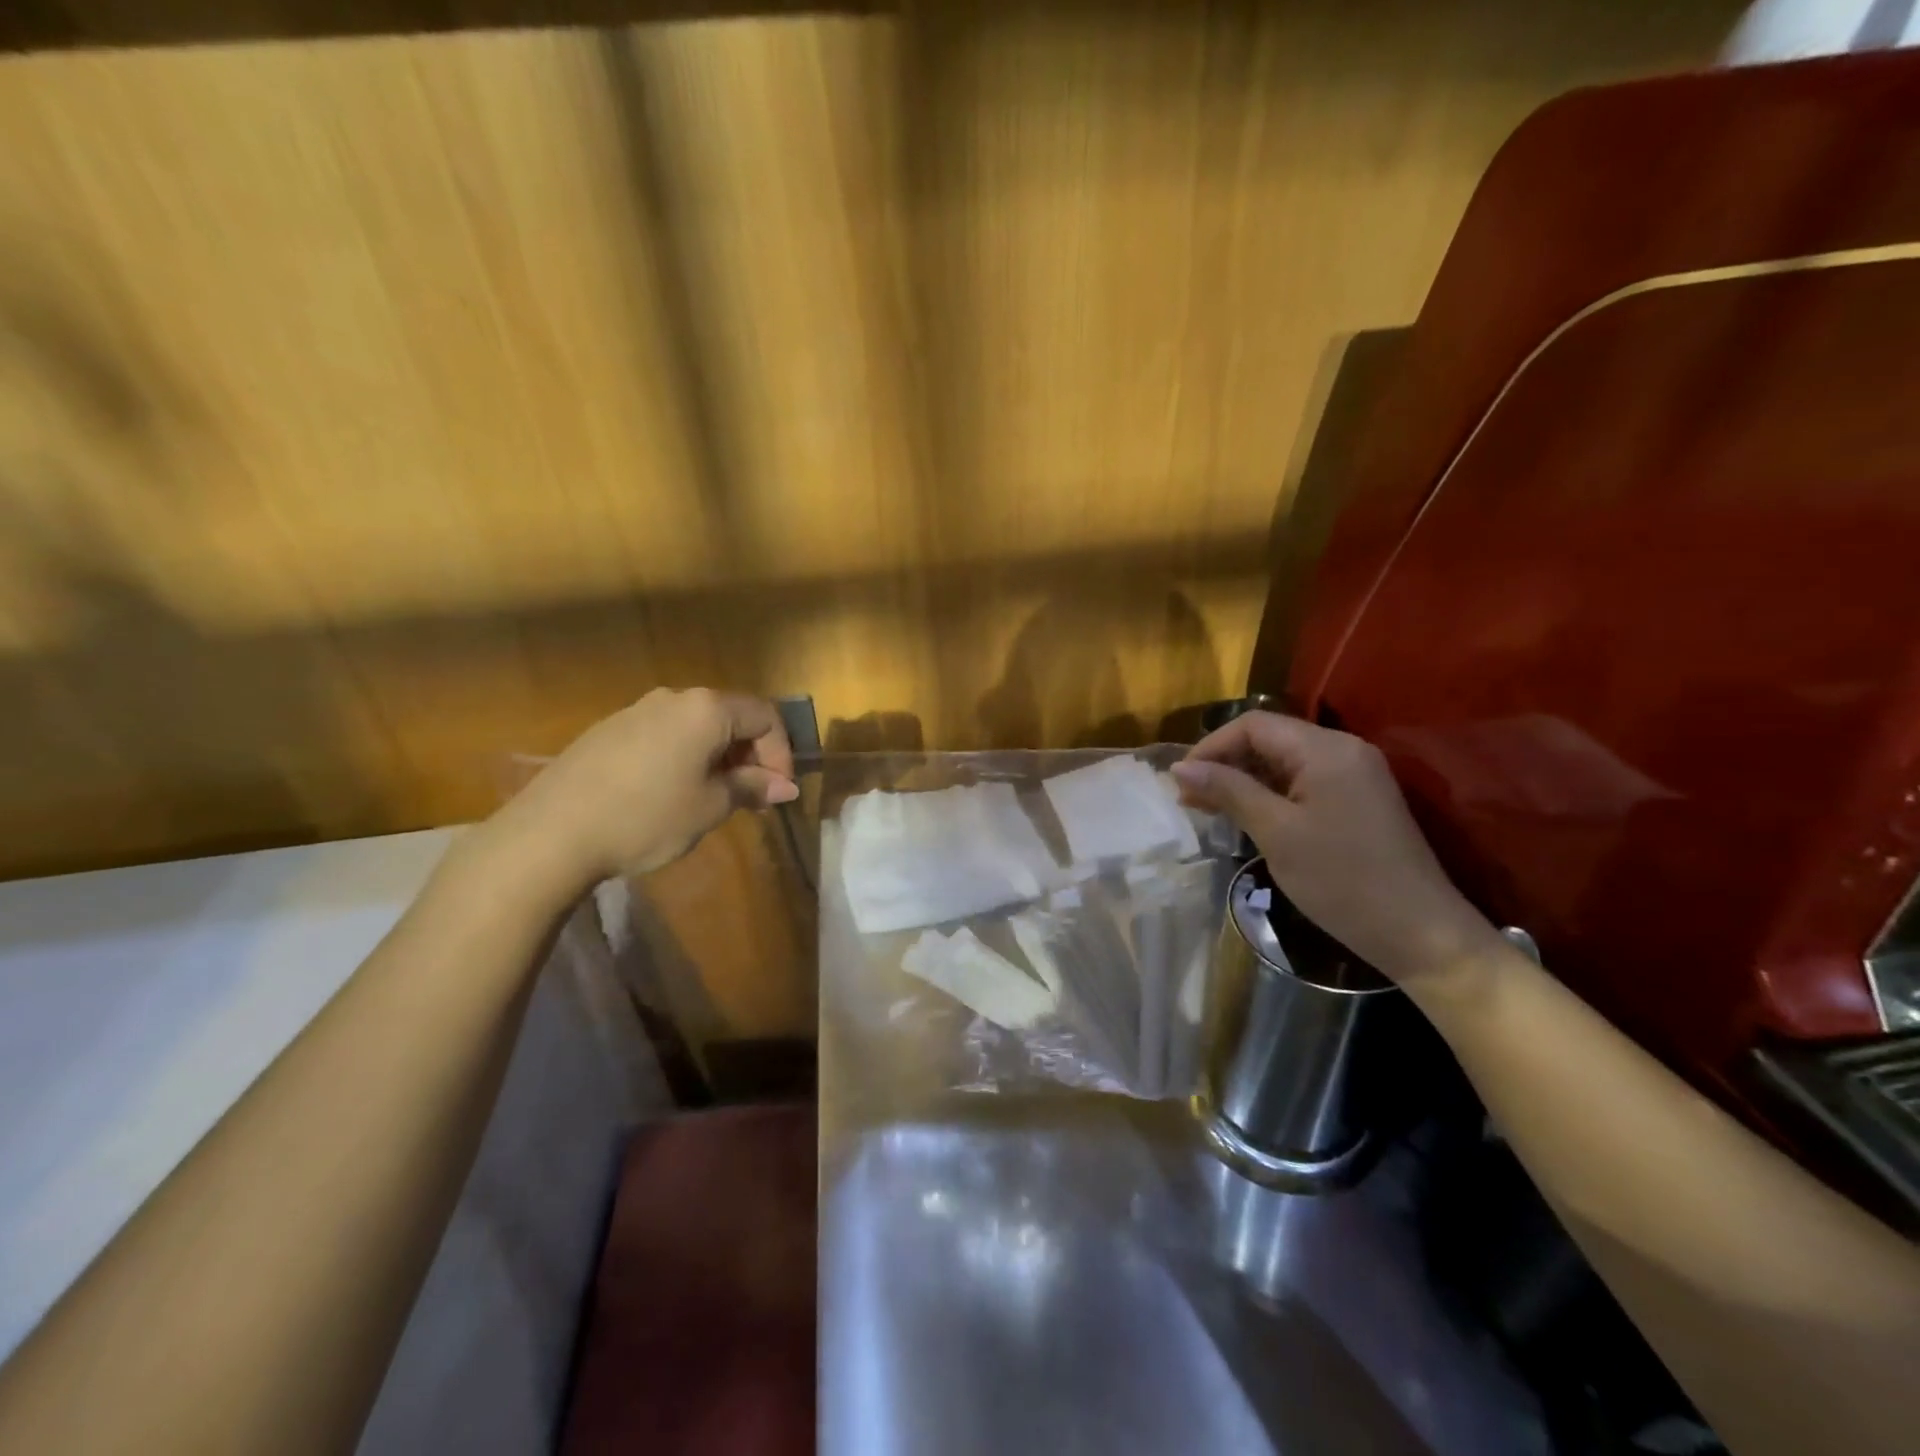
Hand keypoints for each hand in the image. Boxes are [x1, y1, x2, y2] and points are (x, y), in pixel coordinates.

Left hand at [490, 688, 796, 890]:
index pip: (765, 716)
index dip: (781, 753)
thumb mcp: (709, 807)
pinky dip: (685, 756)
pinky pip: (665, 734)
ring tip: (714, 797)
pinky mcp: (609, 730)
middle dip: (750, 755)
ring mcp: (636, 710)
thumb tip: (785, 786)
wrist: (550, 834)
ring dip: (718, 757)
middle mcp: (674, 698)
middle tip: (752, 797)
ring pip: (696, 726)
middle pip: (731, 716)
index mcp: (706, 709)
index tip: (778, 792)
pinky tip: (671, 793)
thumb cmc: (646, 818)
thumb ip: (751, 788)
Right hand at [1170, 712, 1501, 983]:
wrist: (1419, 933)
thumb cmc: (1342, 880)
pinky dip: (1269, 794)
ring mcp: (1354, 775)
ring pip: (1283, 761)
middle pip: (1269, 739)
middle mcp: (1343, 750)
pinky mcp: (1357, 800)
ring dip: (1243, 780)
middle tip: (1190, 800)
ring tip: (1210, 810)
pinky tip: (1247, 817)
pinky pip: (1302, 782)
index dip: (1211, 747)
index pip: (1254, 725)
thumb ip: (1228, 791)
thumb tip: (1180, 767)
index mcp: (1326, 749)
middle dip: (1224, 763)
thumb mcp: (1276, 832)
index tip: (1180, 782)